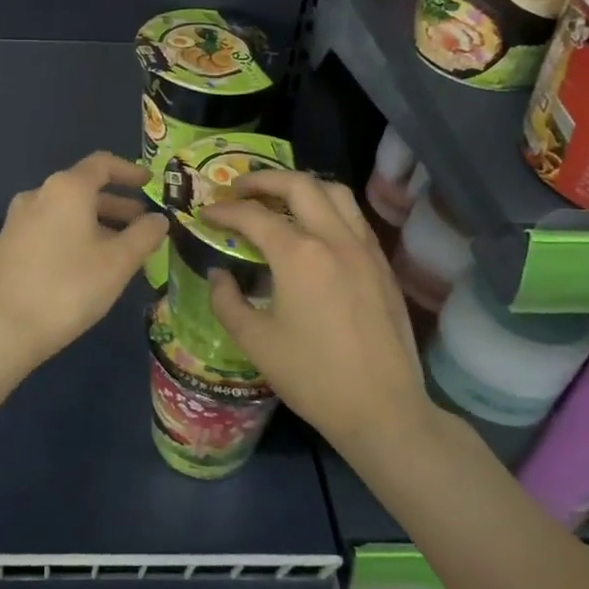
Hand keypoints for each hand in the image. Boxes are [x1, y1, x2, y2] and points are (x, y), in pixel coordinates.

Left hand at [0, 152, 168, 375]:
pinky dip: (75, 236)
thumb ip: (144, 235)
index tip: (150, 183)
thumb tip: (159, 219)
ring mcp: (19, 220)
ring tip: (121, 251)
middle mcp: (39, 194)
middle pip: (84, 189)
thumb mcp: (118, 262)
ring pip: (67, 212)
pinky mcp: (8, 245)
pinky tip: (88, 266)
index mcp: (67, 188)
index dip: (130, 171)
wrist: (1, 329)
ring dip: (97, 223)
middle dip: (117, 205)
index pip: (103, 164)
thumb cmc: (68, 288)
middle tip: (143, 226)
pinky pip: (51, 228)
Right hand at [201, 171, 432, 455]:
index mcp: (298, 254)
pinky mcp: (382, 265)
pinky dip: (328, 208)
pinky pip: (354, 218)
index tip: (205, 213)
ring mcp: (364, 249)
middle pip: (299, 185)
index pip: (253, 215)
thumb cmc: (312, 376)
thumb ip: (227, 300)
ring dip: (302, 187)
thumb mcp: (255, 341)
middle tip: (239, 189)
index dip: (224, 210)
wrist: (382, 408)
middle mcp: (334, 238)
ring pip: (335, 193)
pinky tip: (315, 230)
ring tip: (279, 199)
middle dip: (263, 179)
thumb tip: (219, 274)